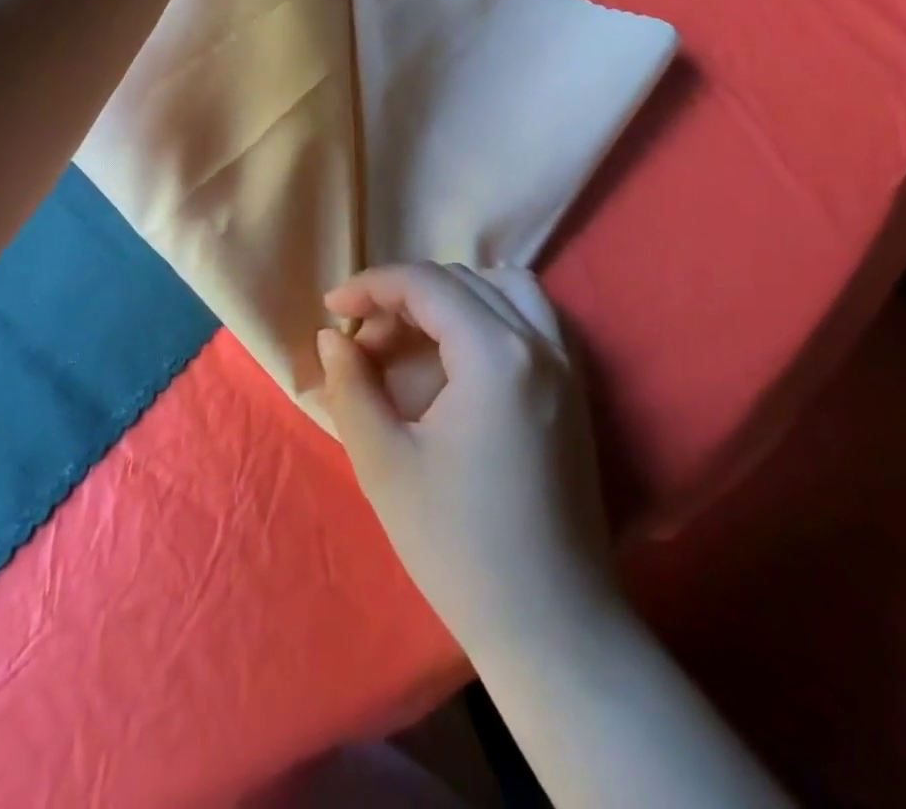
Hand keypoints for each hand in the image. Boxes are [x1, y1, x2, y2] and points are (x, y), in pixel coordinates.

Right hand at [316, 263, 613, 653]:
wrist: (552, 625)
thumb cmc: (459, 546)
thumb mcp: (385, 464)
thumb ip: (351, 386)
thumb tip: (332, 337)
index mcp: (495, 353)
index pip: (426, 284)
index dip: (370, 285)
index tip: (330, 308)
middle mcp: (539, 340)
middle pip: (462, 281)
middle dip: (404, 296)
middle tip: (363, 340)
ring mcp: (566, 361)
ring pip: (504, 286)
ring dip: (452, 294)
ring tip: (412, 332)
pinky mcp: (575, 386)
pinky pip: (533, 314)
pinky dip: (491, 308)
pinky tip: (462, 346)